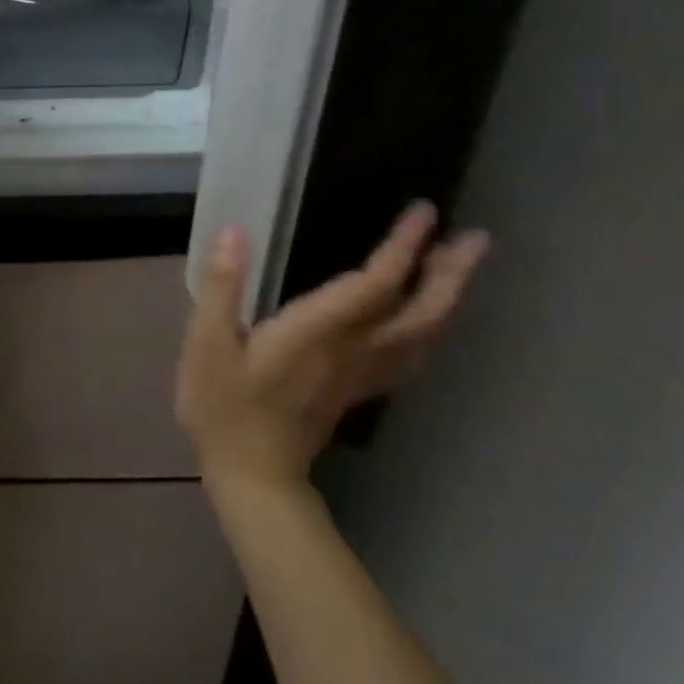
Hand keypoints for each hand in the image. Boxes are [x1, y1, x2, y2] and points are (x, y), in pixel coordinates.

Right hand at [177, 202, 488, 500]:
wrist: (251, 472)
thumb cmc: (222, 405)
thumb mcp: (207, 343)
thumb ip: (223, 287)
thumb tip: (236, 232)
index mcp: (317, 334)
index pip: (373, 284)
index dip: (402, 248)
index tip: (423, 211)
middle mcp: (352, 350)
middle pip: (419, 311)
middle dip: (450, 273)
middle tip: (475, 238)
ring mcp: (360, 373)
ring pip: (423, 334)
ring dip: (449, 298)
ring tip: (461, 266)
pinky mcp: (357, 388)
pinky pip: (409, 356)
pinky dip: (430, 332)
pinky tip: (430, 321)